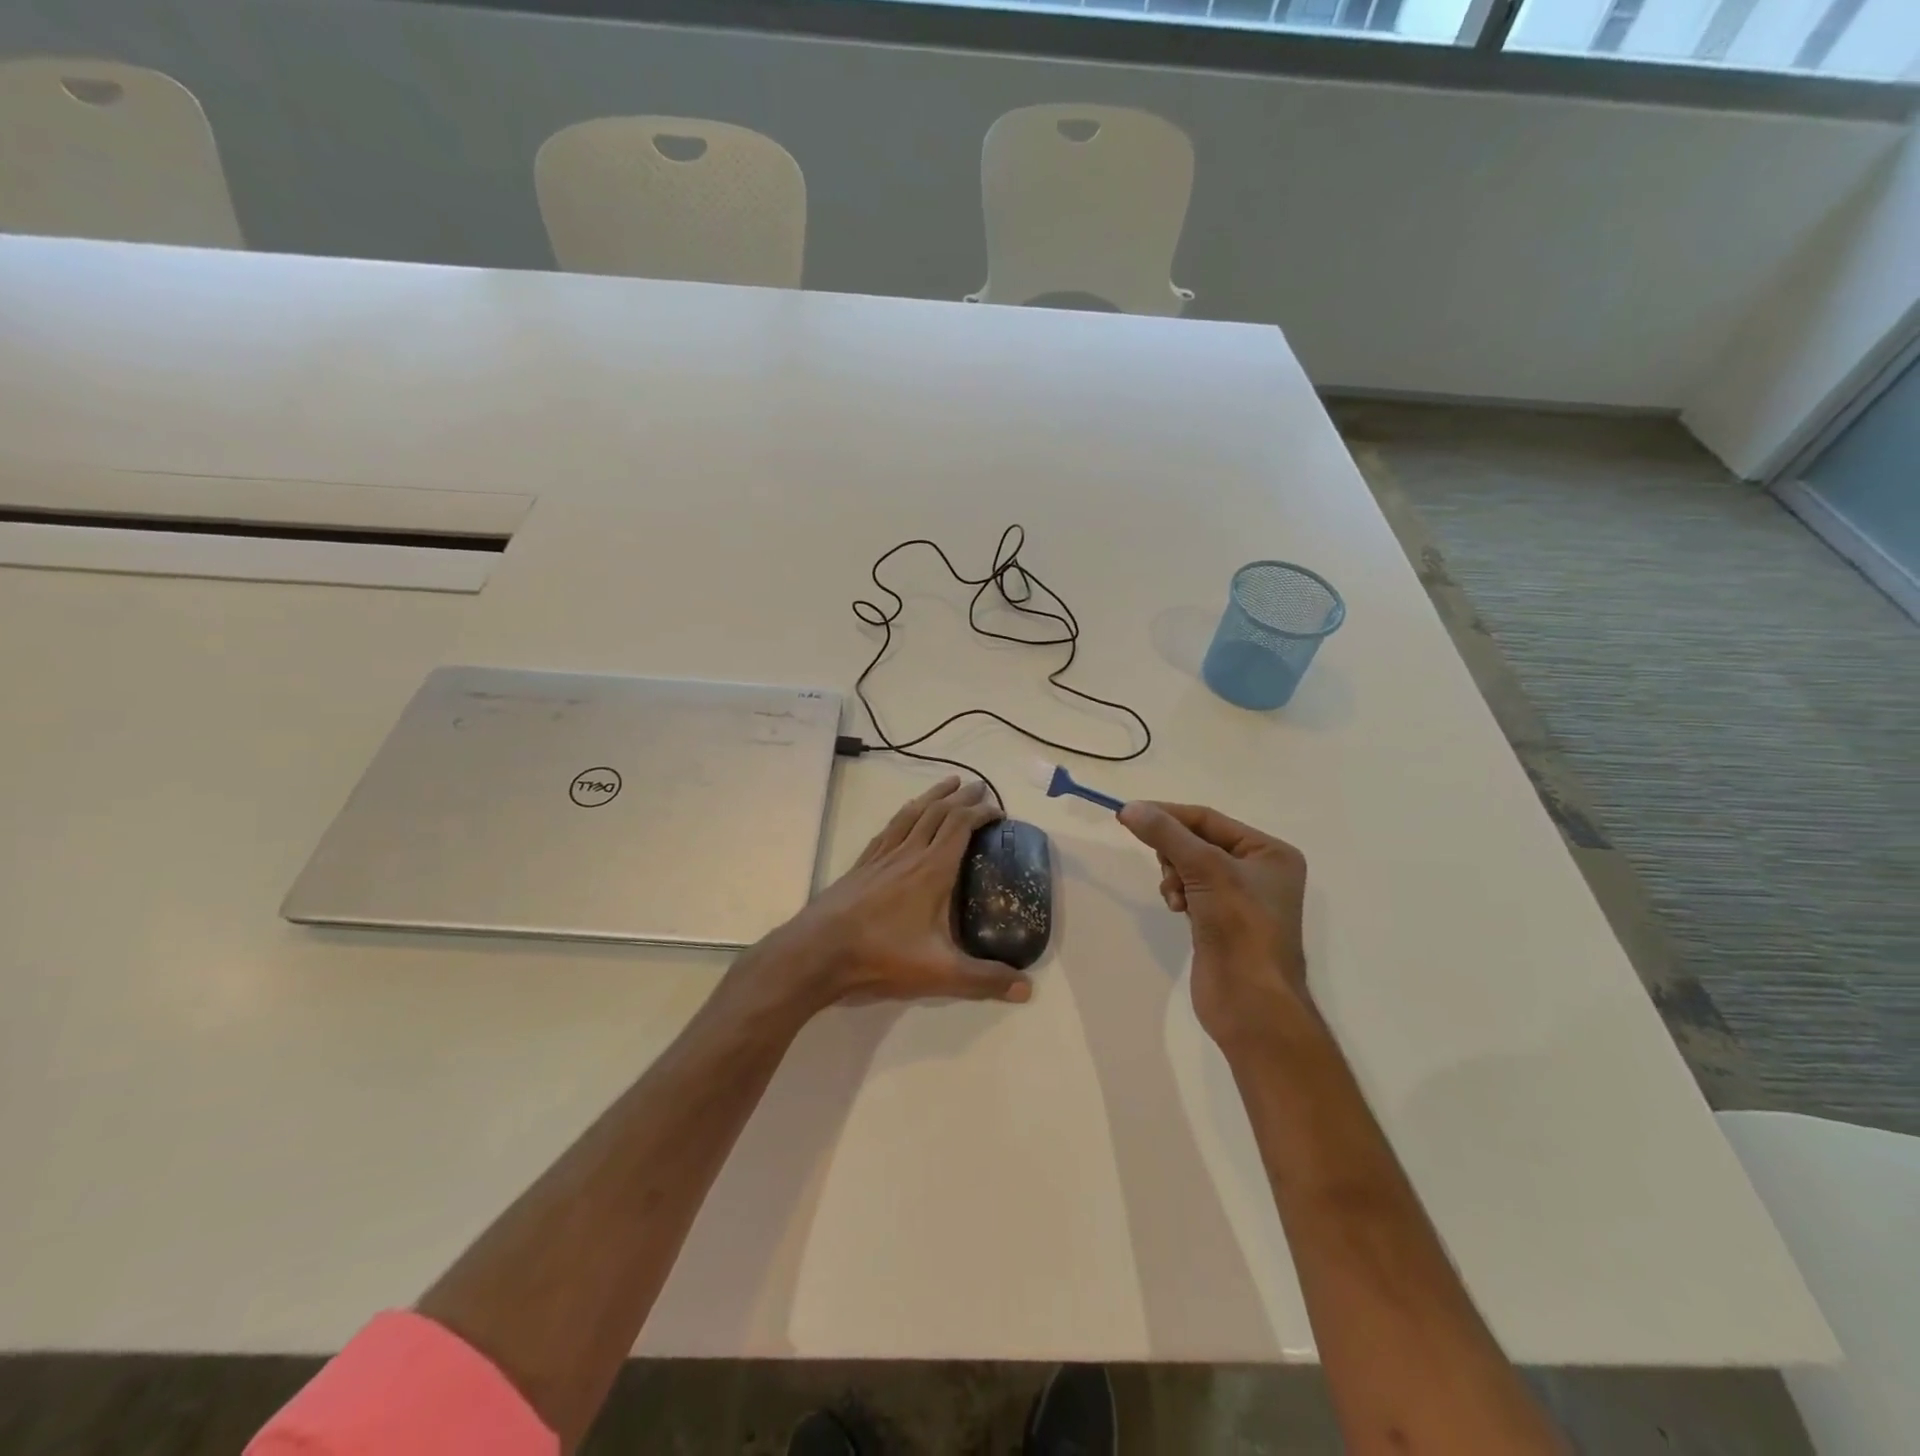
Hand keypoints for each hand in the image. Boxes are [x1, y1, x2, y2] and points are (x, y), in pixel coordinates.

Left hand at [740, 777, 1031, 1015]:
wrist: (818, 952)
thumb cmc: (881, 956)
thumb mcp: (940, 974)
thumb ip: (984, 980)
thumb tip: (1027, 990)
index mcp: (932, 870)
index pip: (960, 826)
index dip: (981, 813)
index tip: (998, 811)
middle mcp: (908, 854)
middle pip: (937, 813)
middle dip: (961, 797)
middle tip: (979, 787)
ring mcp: (881, 857)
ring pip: (911, 814)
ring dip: (932, 796)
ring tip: (947, 784)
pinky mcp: (861, 866)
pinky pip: (888, 829)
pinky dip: (903, 815)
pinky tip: (904, 816)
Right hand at [1117, 801, 1310, 1050]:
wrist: (1251, 1002)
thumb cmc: (1240, 927)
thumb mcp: (1205, 869)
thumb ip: (1166, 834)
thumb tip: (1129, 807)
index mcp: (1269, 852)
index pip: (1208, 819)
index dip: (1167, 814)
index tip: (1127, 814)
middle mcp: (1259, 871)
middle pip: (1198, 841)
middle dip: (1174, 852)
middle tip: (1165, 866)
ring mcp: (1240, 898)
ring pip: (1190, 866)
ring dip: (1174, 875)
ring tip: (1175, 897)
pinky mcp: (1221, 921)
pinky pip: (1190, 891)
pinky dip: (1178, 894)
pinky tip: (1177, 909)